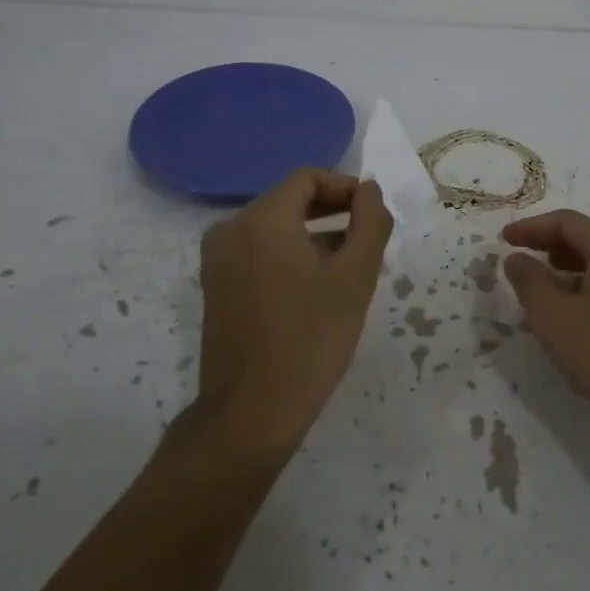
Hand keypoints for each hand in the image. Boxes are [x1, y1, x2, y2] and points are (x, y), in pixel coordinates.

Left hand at [196, 169, 391, 450]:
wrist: (252, 412)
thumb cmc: (311, 339)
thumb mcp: (355, 277)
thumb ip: (370, 222)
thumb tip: (370, 191)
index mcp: (261, 219)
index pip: (307, 178)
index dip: (345, 187)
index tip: (373, 213)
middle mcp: (231, 229)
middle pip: (289, 200)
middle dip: (332, 211)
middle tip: (369, 237)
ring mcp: (217, 260)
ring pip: (274, 228)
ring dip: (314, 234)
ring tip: (350, 264)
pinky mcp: (216, 286)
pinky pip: (258, 252)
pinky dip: (290, 255)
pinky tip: (318, 286)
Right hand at [502, 209, 589, 430]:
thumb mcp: (553, 317)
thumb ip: (529, 281)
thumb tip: (517, 258)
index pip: (567, 222)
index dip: (531, 227)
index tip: (503, 239)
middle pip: (588, 236)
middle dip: (550, 243)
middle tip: (520, 257)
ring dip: (569, 265)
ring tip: (542, 284)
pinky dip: (589, 282)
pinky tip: (575, 309)